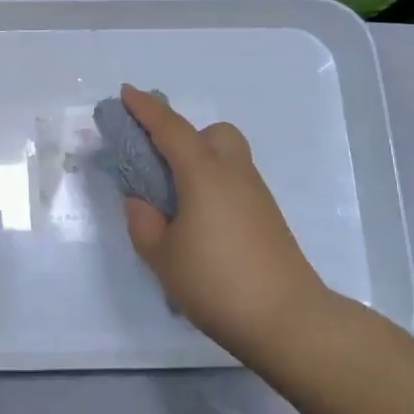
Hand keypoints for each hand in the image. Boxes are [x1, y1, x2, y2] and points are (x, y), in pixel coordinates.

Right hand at [118, 84, 335, 361]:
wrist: (288, 320)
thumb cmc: (216, 282)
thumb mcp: (162, 256)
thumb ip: (143, 222)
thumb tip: (139, 201)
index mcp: (204, 173)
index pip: (170, 129)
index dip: (145, 109)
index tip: (126, 93)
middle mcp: (233, 173)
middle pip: (212, 134)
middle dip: (184, 136)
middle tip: (158, 164)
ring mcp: (256, 195)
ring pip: (227, 157)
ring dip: (199, 161)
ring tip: (175, 199)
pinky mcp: (267, 217)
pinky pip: (234, 182)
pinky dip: (213, 185)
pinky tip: (199, 221)